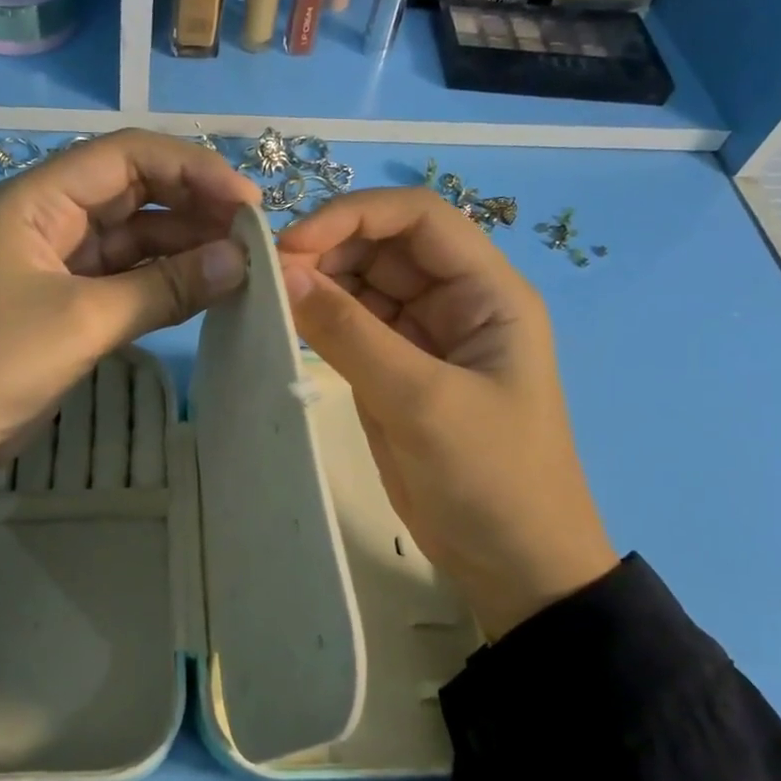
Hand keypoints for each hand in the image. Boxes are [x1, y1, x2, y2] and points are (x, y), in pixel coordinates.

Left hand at [0, 129, 260, 481]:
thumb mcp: (83, 320)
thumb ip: (164, 287)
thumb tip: (241, 260)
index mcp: (38, 199)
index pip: (126, 156)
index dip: (191, 169)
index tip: (247, 203)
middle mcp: (51, 218)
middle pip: (135, 192)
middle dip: (194, 207)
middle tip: (254, 236)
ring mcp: (61, 263)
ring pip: (135, 238)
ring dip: (185, 247)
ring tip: (243, 263)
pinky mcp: (70, 304)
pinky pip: (128, 279)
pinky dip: (166, 282)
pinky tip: (208, 289)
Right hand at [277, 188, 617, 638]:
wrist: (513, 564)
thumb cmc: (489, 478)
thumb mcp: (421, 401)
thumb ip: (350, 334)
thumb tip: (283, 273)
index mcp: (488, 293)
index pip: (419, 219)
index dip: (354, 216)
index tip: (292, 245)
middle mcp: (457, 303)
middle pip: (386, 248)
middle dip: (328, 252)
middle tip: (267, 278)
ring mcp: (424, 340)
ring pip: (363, 288)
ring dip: (319, 286)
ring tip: (268, 300)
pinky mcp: (397, 374)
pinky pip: (353, 331)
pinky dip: (319, 324)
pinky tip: (284, 327)